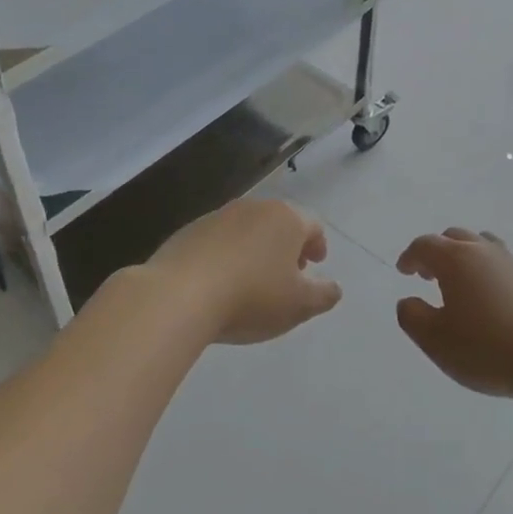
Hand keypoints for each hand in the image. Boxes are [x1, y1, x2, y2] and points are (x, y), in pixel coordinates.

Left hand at [147, 198, 342, 344]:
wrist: (178, 295)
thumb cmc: (251, 297)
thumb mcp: (299, 305)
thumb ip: (324, 294)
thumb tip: (334, 287)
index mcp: (285, 218)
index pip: (312, 225)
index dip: (318, 245)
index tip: (316, 264)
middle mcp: (253, 208)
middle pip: (279, 223)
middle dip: (287, 246)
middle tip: (289, 272)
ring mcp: (217, 216)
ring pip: (247, 230)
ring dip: (256, 249)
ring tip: (253, 280)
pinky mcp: (188, 231)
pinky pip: (218, 241)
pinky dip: (227, 255)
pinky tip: (221, 282)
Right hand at [395, 229, 512, 399]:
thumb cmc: (486, 349)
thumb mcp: (434, 340)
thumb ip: (412, 316)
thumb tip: (409, 300)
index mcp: (455, 259)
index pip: (425, 245)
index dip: (410, 256)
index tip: (403, 271)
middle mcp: (483, 251)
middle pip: (454, 237)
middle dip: (436, 252)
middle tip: (427, 275)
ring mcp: (512, 263)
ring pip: (482, 245)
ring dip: (464, 256)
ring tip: (459, 282)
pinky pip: (501, 263)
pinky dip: (486, 271)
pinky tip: (489, 299)